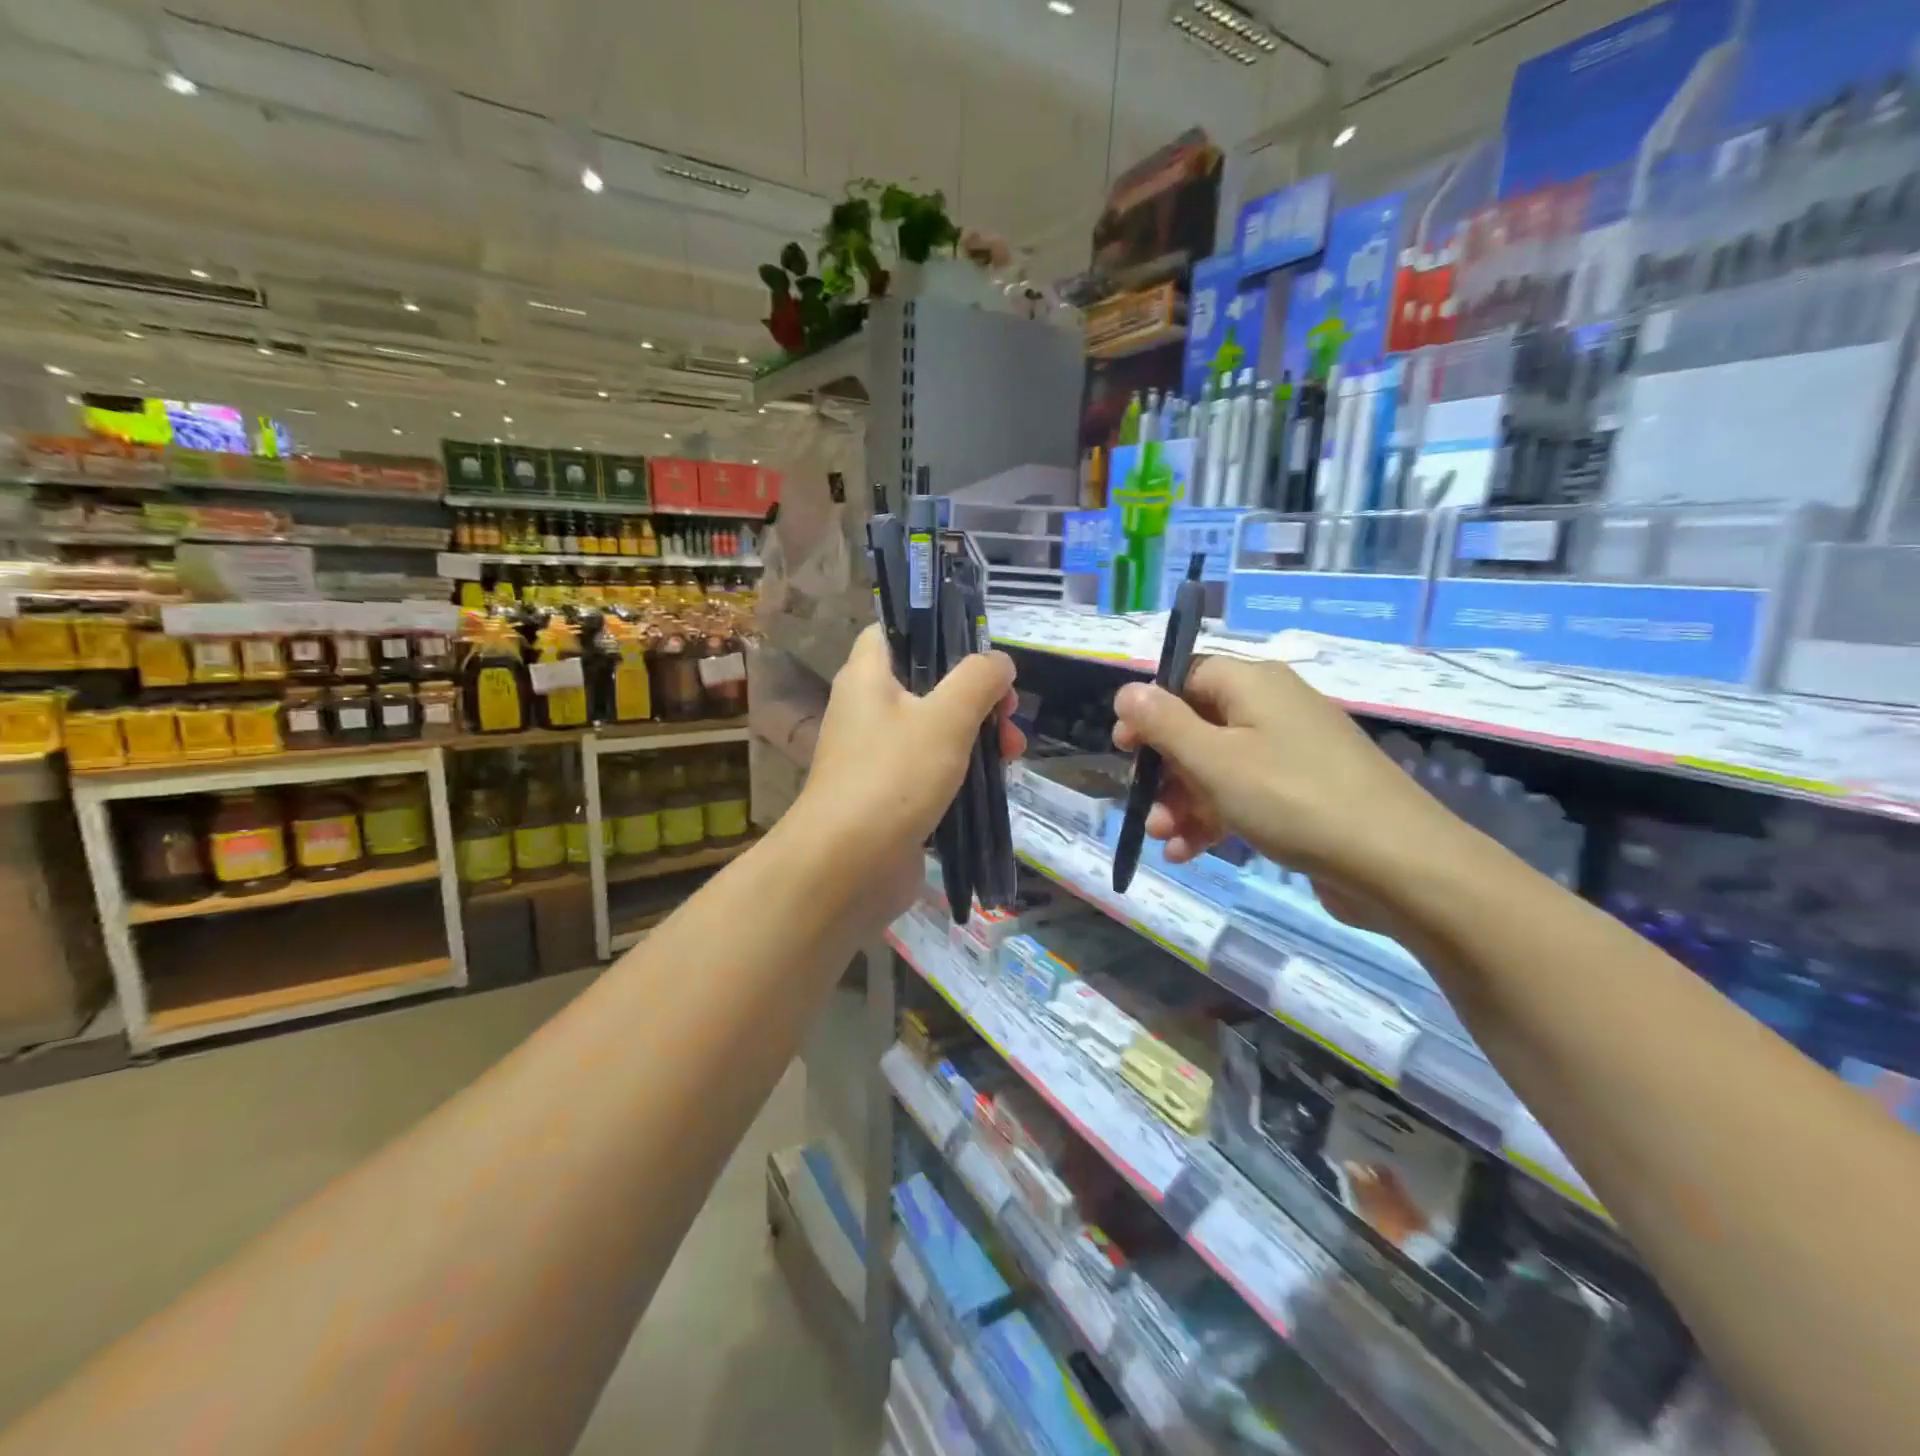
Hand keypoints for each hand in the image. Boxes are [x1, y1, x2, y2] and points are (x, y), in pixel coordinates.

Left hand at [796, 624, 1024, 917]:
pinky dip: (962, 771)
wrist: (847, 868)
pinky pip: (931, 769)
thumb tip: (999, 662)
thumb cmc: (893, 777)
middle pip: (927, 683)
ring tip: (1011, 754)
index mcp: (866, 677)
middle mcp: (866, 710)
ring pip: (934, 729)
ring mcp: (877, 756)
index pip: (892, 631)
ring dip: (976, 735)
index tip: (977, 649)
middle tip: (1010, 713)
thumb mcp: (946, 717)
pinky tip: (994, 784)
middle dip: (976, 695)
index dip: (933, 630)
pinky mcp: (890, 795)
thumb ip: (978, 679)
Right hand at [1110, 655, 1458, 893]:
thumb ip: (1163, 723)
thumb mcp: (1214, 760)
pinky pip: (1244, 795)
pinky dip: (1214, 820)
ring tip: (1165, 841)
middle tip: (1144, 806)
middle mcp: (1271, 709)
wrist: (1397, 863)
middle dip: (1164, 771)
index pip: (1185, 676)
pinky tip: (1190, 853)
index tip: (1125, 748)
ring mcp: (1290, 752)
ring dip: (1182, 803)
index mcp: (1252, 684)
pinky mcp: (1302, 793)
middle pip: (1197, 726)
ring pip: (1216, 768)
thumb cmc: (1292, 798)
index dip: (1149, 709)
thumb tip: (1127, 690)